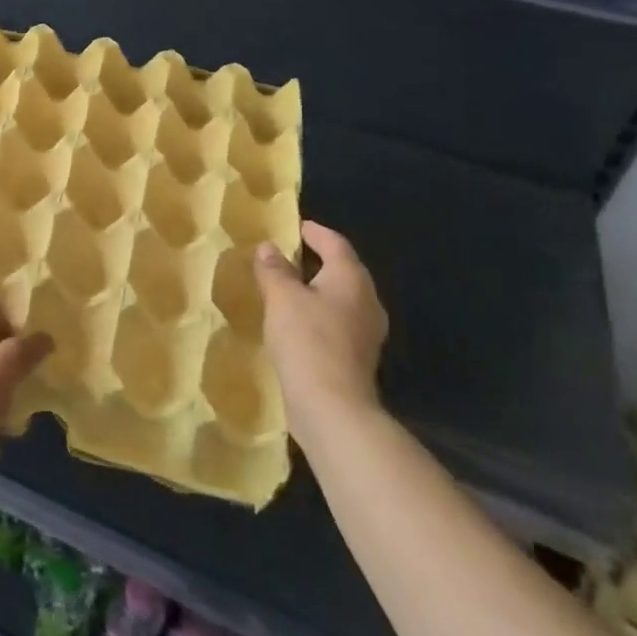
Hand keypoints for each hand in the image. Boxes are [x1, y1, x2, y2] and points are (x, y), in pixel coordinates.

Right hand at [256, 221, 389, 450]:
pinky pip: (337, 321)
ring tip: (288, 287)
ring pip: (341, 298)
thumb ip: (274, 269)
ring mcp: (366, 332)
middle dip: (317, 260)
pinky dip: (319, 313)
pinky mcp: (357, 357)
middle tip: (288, 254)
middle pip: (343, 270)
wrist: (333, 408)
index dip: (315, 232)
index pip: (335, 243)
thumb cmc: (307, 341)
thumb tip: (269, 247)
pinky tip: (298, 322)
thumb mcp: (281, 298)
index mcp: (351, 278)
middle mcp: (366, 300)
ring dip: (317, 289)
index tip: (296, 226)